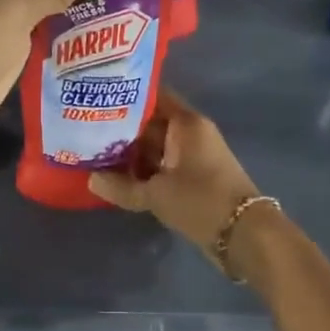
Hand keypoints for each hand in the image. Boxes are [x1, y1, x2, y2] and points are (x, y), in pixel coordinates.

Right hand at [88, 90, 261, 261]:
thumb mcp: (155, 194)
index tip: (97, 97)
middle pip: (151, 122)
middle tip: (86, 130)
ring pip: (155, 146)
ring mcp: (193, 155)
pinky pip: (163, 165)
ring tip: (95, 154)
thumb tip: (91, 179)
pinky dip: (144, 169)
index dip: (125, 95)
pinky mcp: (194, 176)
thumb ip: (121, 186)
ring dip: (131, 152)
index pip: (153, 96)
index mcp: (185, 123)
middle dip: (121, 128)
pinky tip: (119, 178)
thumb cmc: (200, 201)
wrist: (243, 234)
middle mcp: (191, 133)